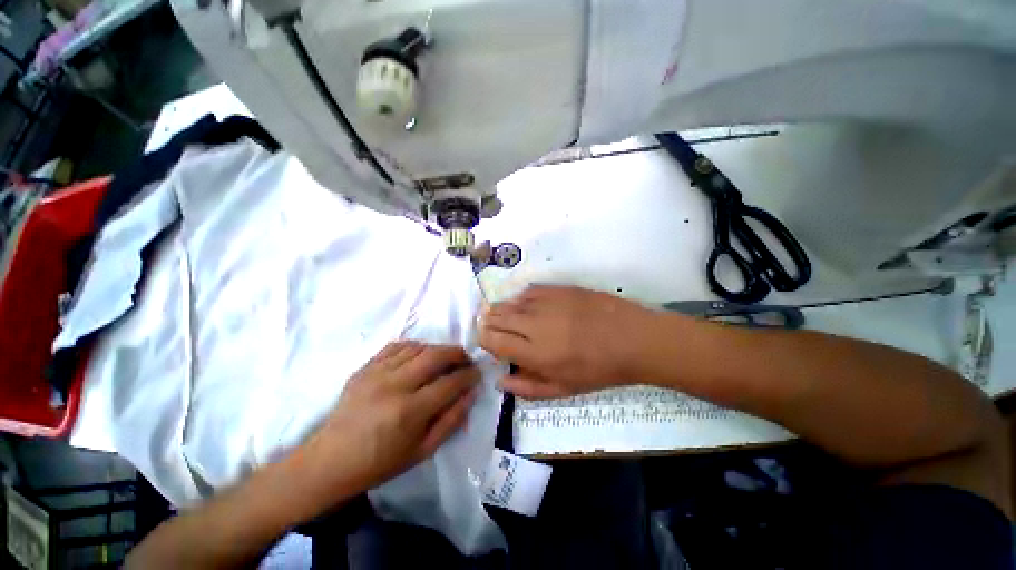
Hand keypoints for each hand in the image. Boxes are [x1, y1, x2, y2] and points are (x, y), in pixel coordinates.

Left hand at [300, 342, 479, 497]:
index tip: (477, 374)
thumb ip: (452, 420)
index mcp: (410, 411)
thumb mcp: (422, 451)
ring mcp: (377, 372)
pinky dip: (415, 347)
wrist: (330, 461)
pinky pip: (397, 346)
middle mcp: (395, 385)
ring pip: (418, 347)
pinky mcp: (365, 367)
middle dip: (457, 354)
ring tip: (444, 360)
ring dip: (438, 350)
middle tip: (465, 360)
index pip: (450, 382)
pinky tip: (419, 356)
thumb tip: (471, 393)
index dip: (469, 375)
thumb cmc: (380, 462)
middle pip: (436, 355)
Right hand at [479, 285, 654, 398]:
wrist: (632, 338)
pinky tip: (526, 306)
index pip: (492, 339)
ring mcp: (546, 301)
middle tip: (493, 329)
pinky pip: (528, 291)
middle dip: (488, 322)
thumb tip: (499, 381)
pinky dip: (521, 299)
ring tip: (507, 317)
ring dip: (502, 310)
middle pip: (496, 316)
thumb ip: (527, 387)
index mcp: (534, 352)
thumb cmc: (598, 370)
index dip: (484, 339)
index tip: (489, 343)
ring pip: (509, 301)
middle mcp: (534, 323)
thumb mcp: (563, 389)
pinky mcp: (558, 288)